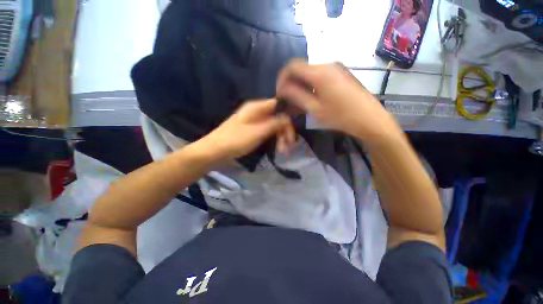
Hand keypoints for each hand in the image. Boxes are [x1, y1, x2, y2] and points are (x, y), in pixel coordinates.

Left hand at [197, 99, 295, 161]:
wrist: (214, 151)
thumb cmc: (235, 140)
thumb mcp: (257, 132)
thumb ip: (275, 123)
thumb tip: (289, 117)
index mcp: (257, 107)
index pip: (279, 105)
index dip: (289, 115)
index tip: (294, 129)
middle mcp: (257, 112)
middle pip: (277, 117)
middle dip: (285, 131)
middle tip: (289, 145)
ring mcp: (255, 122)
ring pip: (274, 126)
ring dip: (280, 137)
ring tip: (283, 151)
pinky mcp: (253, 132)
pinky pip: (267, 133)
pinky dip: (273, 140)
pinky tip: (277, 149)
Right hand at [276, 60, 402, 145]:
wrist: (370, 119)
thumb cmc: (341, 117)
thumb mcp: (315, 109)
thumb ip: (296, 96)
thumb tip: (282, 89)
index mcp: (319, 73)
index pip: (291, 67)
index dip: (281, 79)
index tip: (280, 94)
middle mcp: (327, 65)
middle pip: (300, 69)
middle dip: (290, 84)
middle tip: (288, 101)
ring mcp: (335, 68)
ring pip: (309, 73)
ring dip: (300, 86)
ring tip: (299, 103)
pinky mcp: (340, 74)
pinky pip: (319, 76)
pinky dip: (310, 86)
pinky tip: (311, 99)